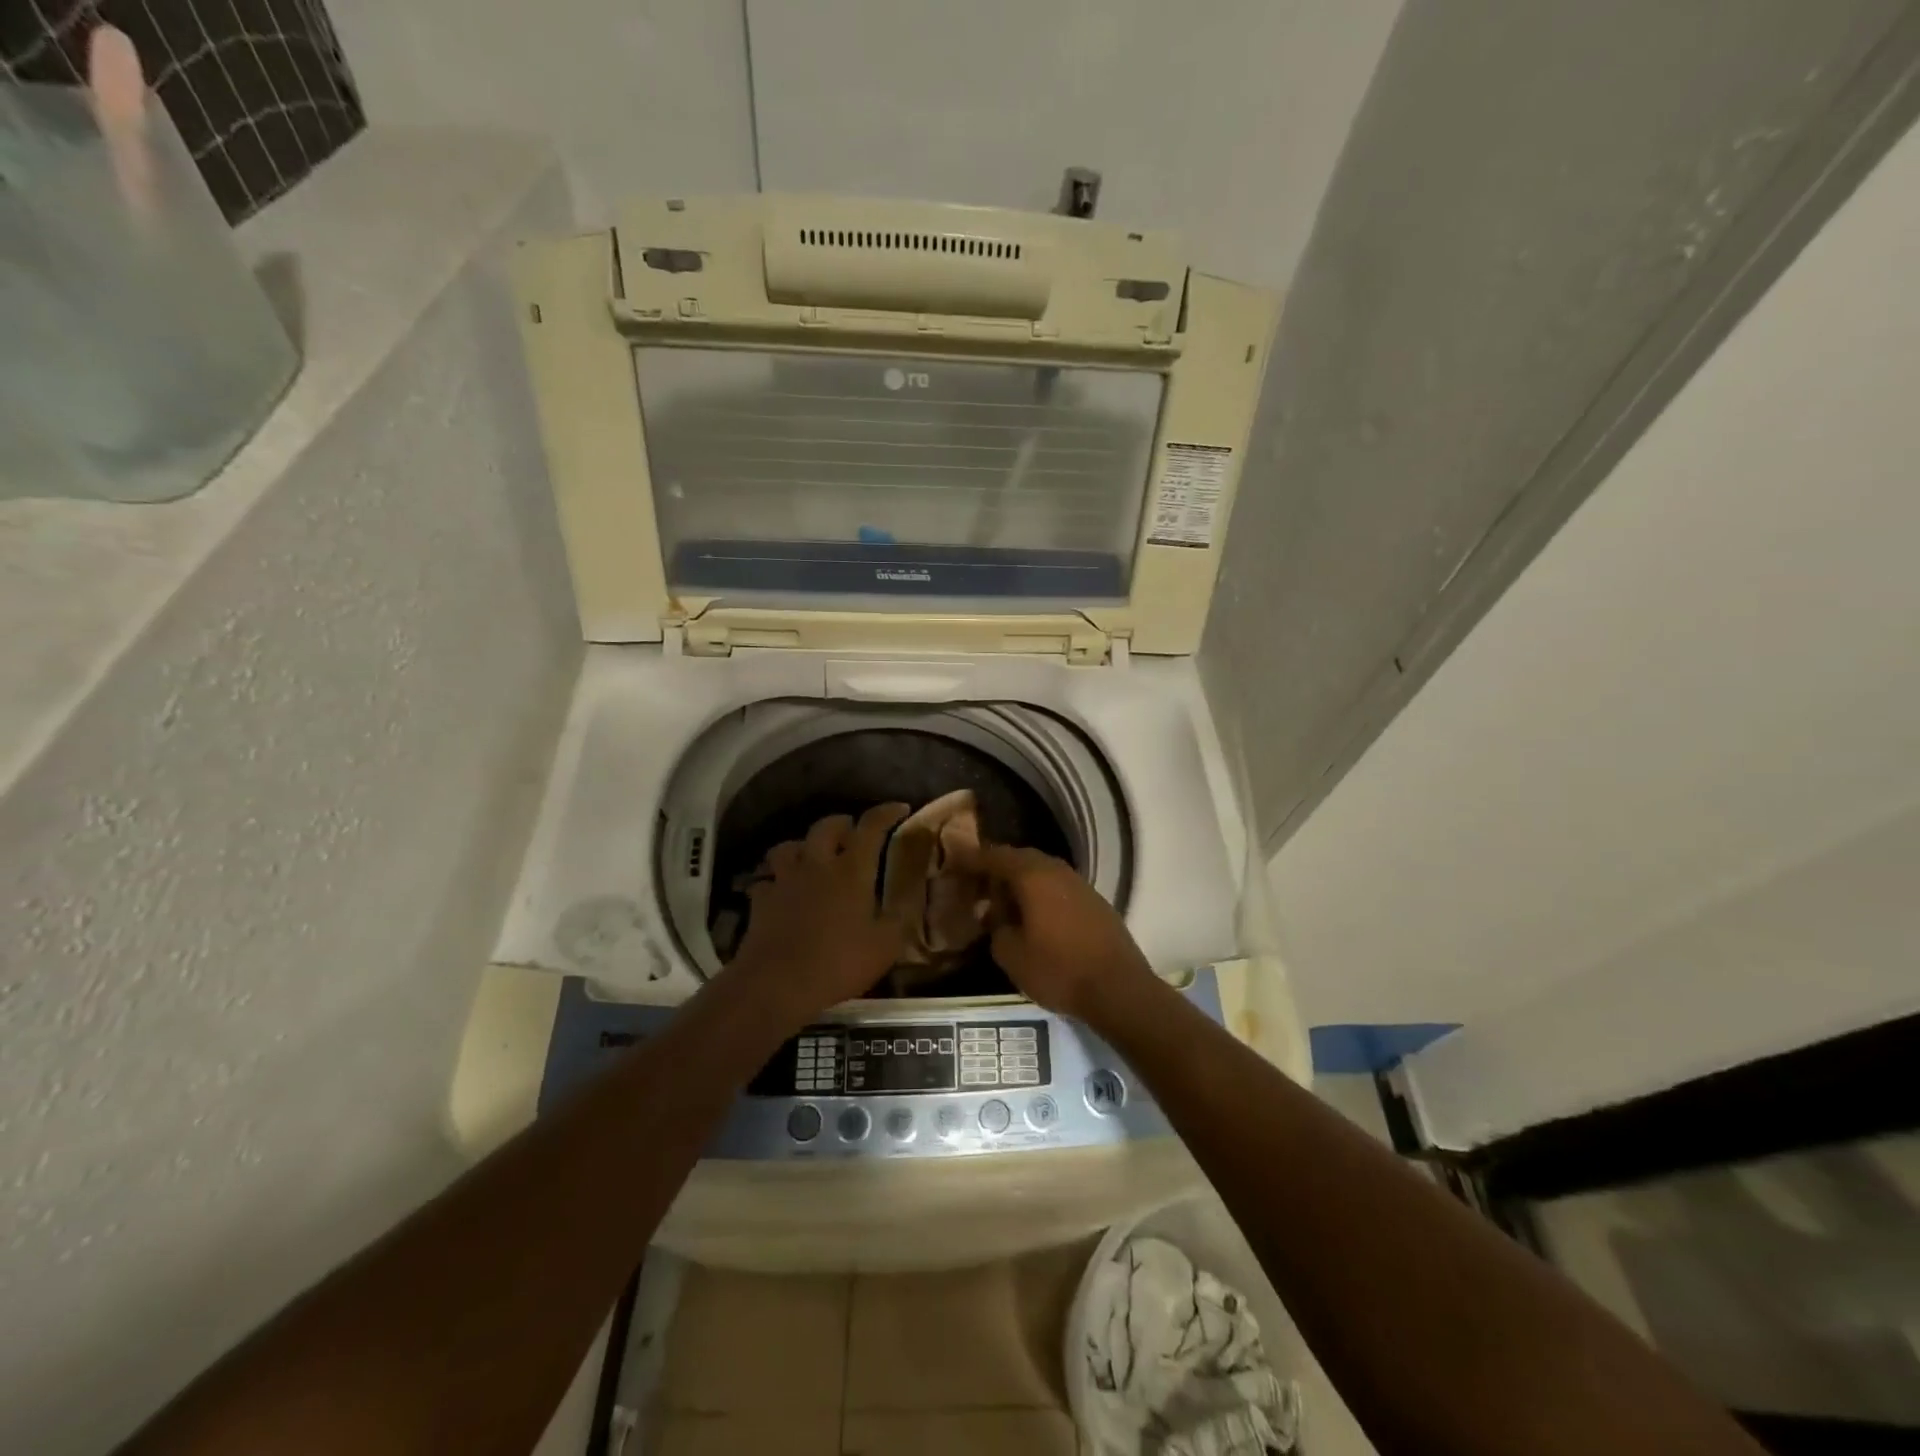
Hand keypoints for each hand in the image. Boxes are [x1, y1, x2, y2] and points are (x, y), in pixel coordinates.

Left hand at [728, 803, 910, 1025]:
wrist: (777, 983)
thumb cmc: (838, 962)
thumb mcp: (885, 946)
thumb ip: (897, 920)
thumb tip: (906, 903)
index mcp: (851, 870)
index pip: (871, 827)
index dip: (886, 813)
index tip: (899, 808)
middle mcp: (817, 865)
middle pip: (826, 827)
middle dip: (842, 823)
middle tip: (852, 833)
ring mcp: (784, 881)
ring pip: (789, 847)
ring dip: (803, 846)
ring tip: (812, 857)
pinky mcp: (761, 901)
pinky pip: (767, 881)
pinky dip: (776, 882)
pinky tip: (782, 893)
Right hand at [959, 845, 1156, 1019]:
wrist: (1119, 988)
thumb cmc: (1059, 970)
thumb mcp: (1012, 956)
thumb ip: (996, 930)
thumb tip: (997, 919)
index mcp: (1033, 876)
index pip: (995, 856)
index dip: (972, 859)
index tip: (954, 863)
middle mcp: (1057, 870)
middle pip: (1020, 859)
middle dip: (996, 870)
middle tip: (976, 887)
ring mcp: (1080, 884)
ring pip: (1041, 872)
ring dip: (1020, 883)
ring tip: (1003, 904)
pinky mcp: (1094, 901)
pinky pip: (1058, 887)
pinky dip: (1040, 894)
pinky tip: (1034, 917)